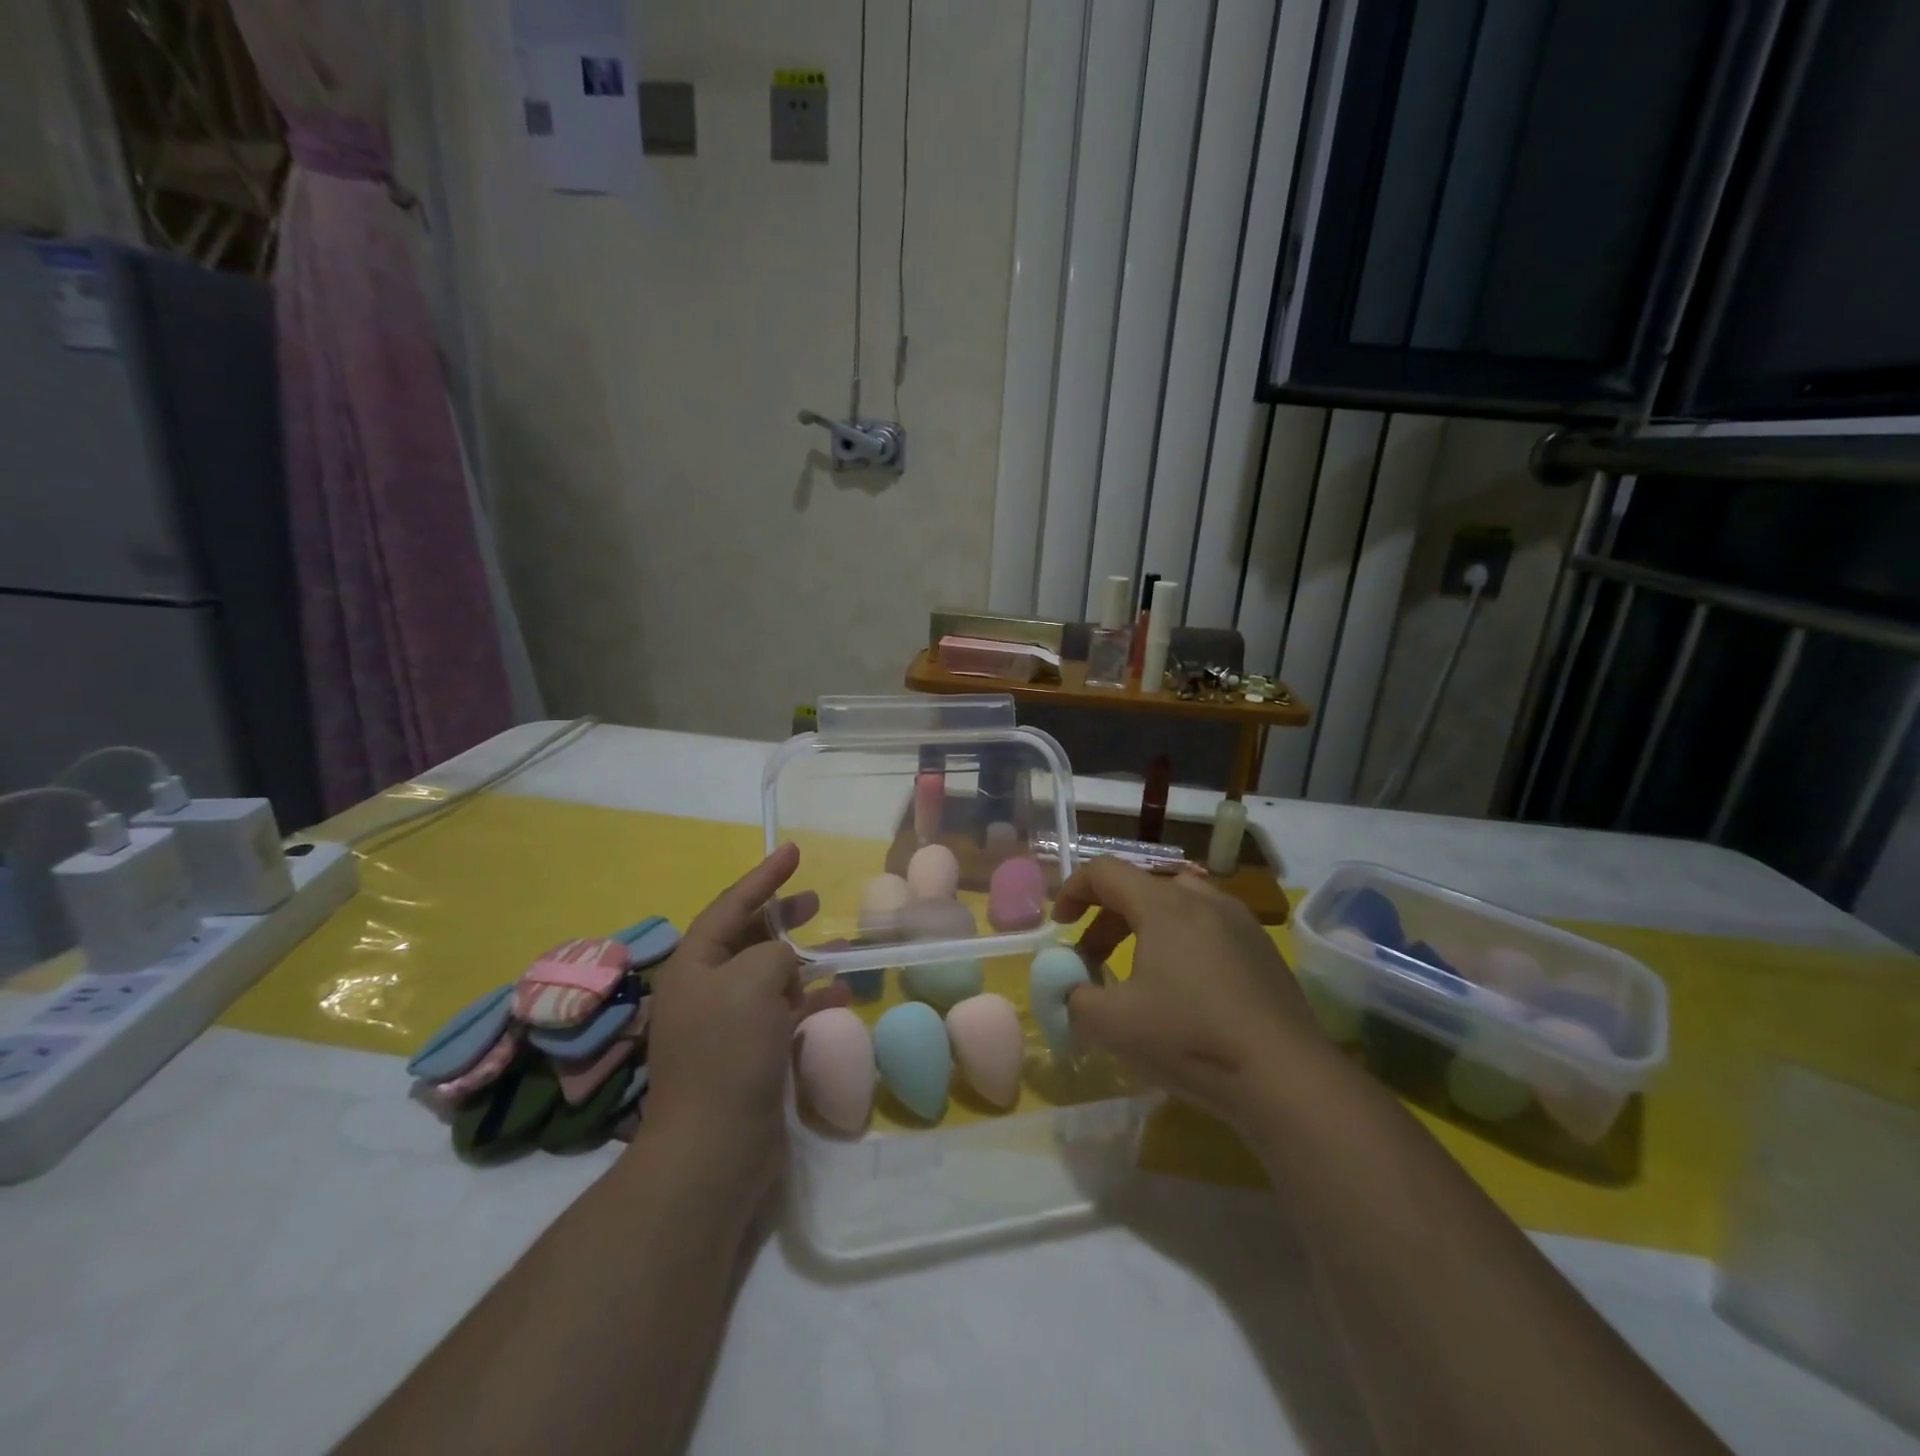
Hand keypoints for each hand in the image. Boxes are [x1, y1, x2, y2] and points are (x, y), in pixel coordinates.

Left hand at [640, 844, 848, 1205]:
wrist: (714, 1148)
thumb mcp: (753, 981)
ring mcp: (727, 1025)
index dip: (764, 876)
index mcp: (694, 965)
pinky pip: (784, 1012)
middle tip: (816, 901)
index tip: (793, 851)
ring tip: (839, 949)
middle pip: (748, 939)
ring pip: (770, 977)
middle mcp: (706, 990)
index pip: (731, 905)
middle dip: (782, 918)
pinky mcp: (750, 1054)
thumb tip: (786, 960)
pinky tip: (842, 996)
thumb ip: (775, 953)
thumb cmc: (728, 1052)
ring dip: (803, 962)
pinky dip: (811, 1001)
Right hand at [1055, 856, 1328, 1129]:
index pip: (1104, 871)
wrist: (1286, 1078)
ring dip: (1144, 928)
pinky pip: (1208, 928)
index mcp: (1163, 904)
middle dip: (1105, 918)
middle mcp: (1203, 899)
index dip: (1073, 890)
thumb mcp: (1111, 1025)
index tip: (1060, 923)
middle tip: (1091, 958)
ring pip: (1177, 906)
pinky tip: (1184, 989)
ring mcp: (1240, 922)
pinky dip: (1180, 943)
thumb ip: (1073, 998)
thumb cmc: (1191, 1039)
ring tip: (1136, 970)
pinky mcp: (1263, 950)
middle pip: (1140, 887)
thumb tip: (1068, 989)